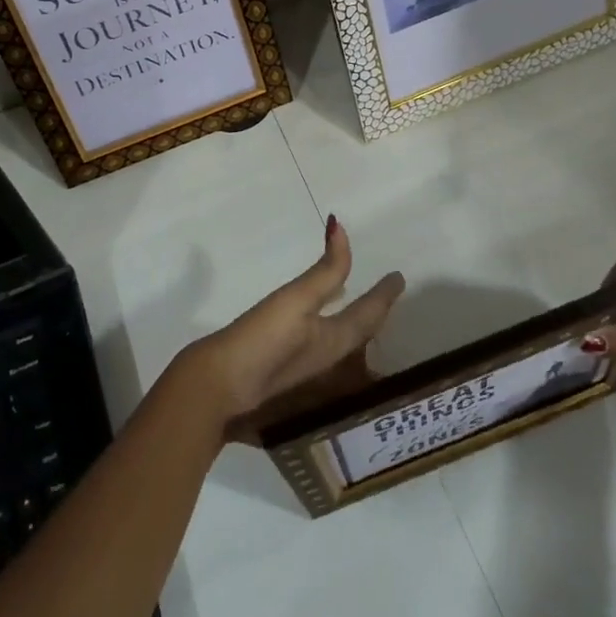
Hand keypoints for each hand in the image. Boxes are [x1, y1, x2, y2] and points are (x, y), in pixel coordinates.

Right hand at [176, 215, 404, 435]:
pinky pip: (320, 340)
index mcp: (336, 342)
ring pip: (341, 339)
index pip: (370, 314)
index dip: (385, 294)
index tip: (398, 278)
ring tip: (358, 305)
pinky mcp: (281, 366)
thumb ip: (325, 269)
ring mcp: (304, 365)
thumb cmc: (264, 342)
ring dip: (354, 321)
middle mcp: (327, 357)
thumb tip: (342, 230)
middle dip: (374, 312)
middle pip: (360, 331)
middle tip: (385, 294)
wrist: (217, 386)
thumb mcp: (298, 300)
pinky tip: (314, 321)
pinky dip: (329, 324)